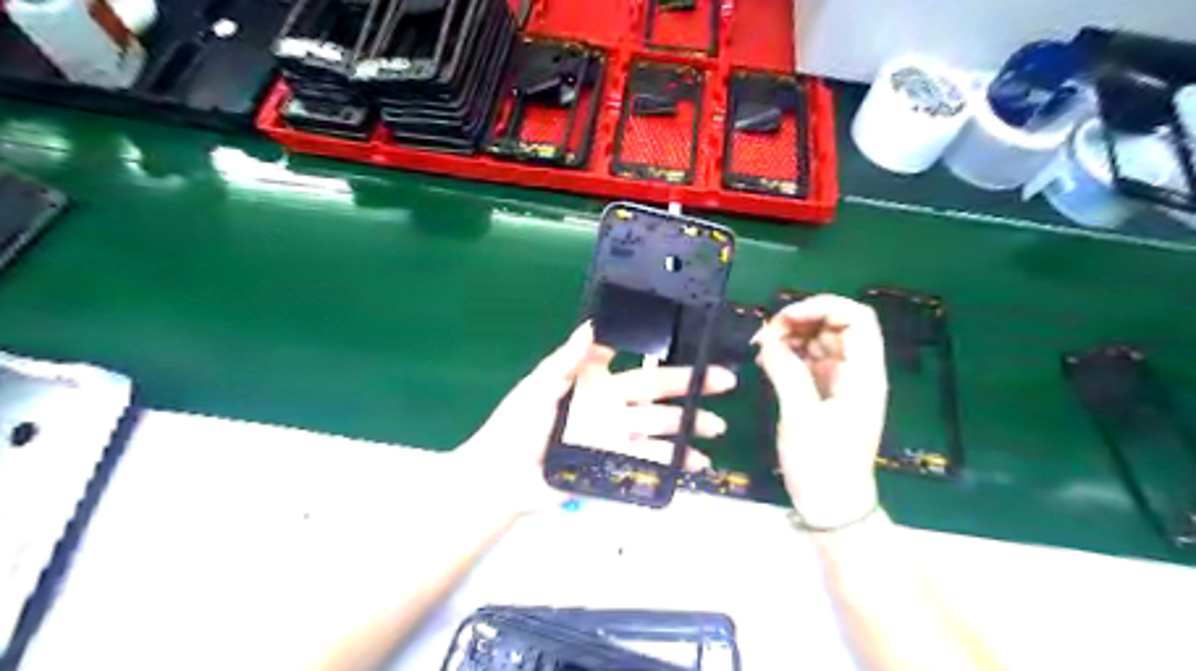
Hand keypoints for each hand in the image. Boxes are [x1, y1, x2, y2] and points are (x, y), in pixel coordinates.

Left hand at [460, 321, 738, 516]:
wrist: (503, 474)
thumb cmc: (518, 423)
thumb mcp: (540, 385)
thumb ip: (568, 359)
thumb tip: (592, 324)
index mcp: (596, 383)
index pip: (637, 366)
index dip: (663, 358)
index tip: (694, 350)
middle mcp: (612, 408)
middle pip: (658, 396)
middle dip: (691, 389)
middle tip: (724, 383)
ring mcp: (616, 438)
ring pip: (660, 429)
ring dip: (688, 429)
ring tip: (715, 429)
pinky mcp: (614, 465)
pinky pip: (649, 462)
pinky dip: (673, 463)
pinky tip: (696, 464)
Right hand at [755, 297, 885, 525]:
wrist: (831, 505)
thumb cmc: (822, 465)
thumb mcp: (802, 418)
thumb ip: (786, 373)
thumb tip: (768, 341)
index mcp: (864, 375)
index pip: (857, 319)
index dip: (823, 307)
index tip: (785, 318)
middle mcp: (856, 371)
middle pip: (835, 325)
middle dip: (800, 320)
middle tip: (765, 334)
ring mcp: (840, 381)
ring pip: (818, 340)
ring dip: (790, 336)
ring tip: (761, 348)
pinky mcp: (823, 391)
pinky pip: (807, 359)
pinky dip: (787, 353)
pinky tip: (766, 360)